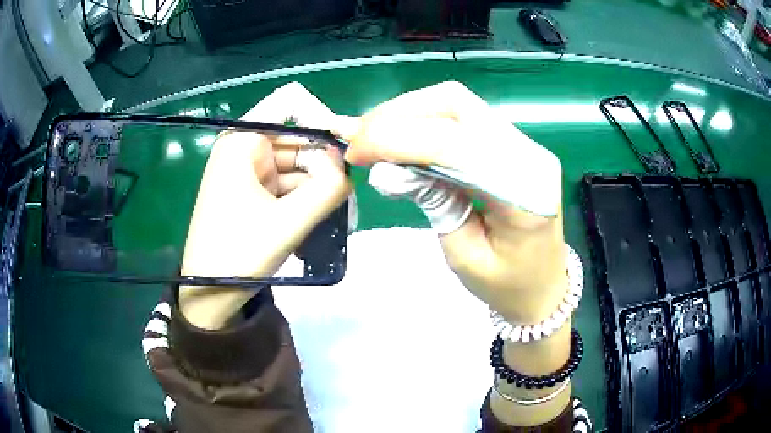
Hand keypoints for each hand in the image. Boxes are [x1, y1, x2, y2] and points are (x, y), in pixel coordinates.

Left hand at [179, 83, 350, 328]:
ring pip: (294, 163)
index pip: (289, 104)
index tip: (342, 151)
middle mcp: (244, 148)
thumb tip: (347, 167)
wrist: (210, 293)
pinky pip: (286, 182)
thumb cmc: (239, 253)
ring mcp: (247, 171)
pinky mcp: (252, 191)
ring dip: (316, 184)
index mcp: (243, 141)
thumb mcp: (289, 221)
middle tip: (344, 193)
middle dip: (322, 162)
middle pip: (296, 137)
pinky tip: (317, 217)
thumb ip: (328, 188)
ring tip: (335, 212)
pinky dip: (303, 196)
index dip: (320, 119)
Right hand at [338, 81, 566, 325]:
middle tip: (360, 139)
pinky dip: (423, 120)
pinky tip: (401, 138)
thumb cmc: (507, 285)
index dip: (398, 140)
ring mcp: (523, 143)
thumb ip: (432, 203)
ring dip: (408, 113)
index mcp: (524, 192)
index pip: (455, 145)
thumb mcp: (464, 255)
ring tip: (374, 138)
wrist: (544, 286)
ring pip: (456, 103)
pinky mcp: (511, 143)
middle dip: (398, 114)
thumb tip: (385, 169)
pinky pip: (462, 116)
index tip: (355, 152)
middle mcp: (529, 154)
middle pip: (456, 103)